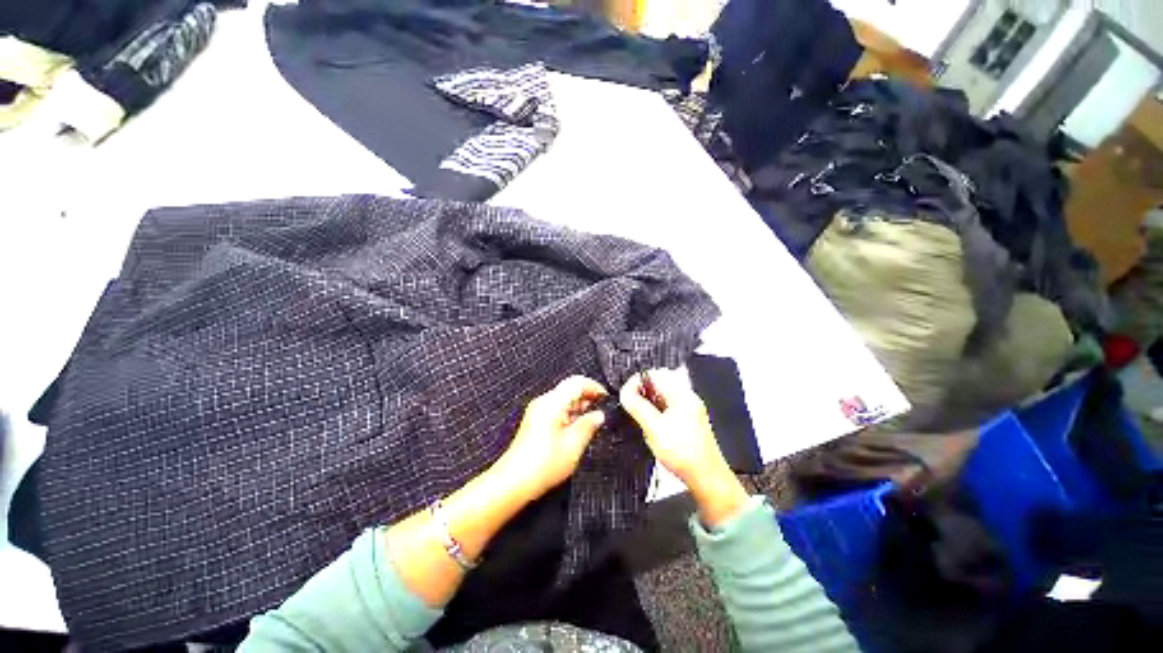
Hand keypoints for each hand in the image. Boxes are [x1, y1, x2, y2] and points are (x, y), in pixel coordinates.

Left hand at [495, 375, 606, 500]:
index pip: (577, 382)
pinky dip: (569, 414)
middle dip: (587, 397)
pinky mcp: (536, 421)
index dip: (594, 387)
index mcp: (552, 402)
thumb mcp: (574, 444)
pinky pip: (556, 409)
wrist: (514, 482)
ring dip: (579, 406)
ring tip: (592, 421)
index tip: (606, 398)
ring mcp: (538, 411)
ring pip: (563, 399)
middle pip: (569, 389)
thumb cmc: (543, 464)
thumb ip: (589, 425)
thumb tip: (599, 415)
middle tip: (601, 410)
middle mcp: (544, 402)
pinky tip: (577, 428)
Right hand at [620, 368, 747, 527]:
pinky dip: (656, 411)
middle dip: (642, 392)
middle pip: (659, 383)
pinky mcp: (688, 421)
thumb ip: (637, 406)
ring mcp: (689, 409)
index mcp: (681, 395)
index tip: (625, 394)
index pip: (654, 374)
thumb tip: (624, 391)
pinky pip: (668, 407)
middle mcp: (687, 398)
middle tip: (630, 405)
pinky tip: (650, 425)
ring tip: (639, 416)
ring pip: (662, 396)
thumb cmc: (683, 454)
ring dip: (648, 402)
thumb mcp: (653, 428)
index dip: (637, 381)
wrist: (706, 479)